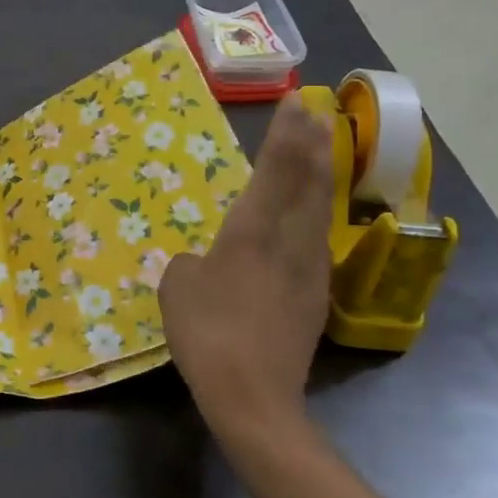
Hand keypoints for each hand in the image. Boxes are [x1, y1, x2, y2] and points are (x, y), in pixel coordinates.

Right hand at [160, 98, 334, 439]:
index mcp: (253, 232)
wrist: (253, 397)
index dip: (287, 132)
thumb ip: (190, 263)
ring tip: (319, 149)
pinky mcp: (314, 297)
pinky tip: (309, 213)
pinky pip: (316, 237)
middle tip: (316, 112)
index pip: (277, 169)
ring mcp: (309, 270)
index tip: (298, 100)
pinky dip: (314, 210)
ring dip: (320, 173)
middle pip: (310, 182)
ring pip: (319, 208)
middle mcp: (290, 242)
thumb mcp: (177, 287)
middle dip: (313, 143)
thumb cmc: (208, 333)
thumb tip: (205, 264)